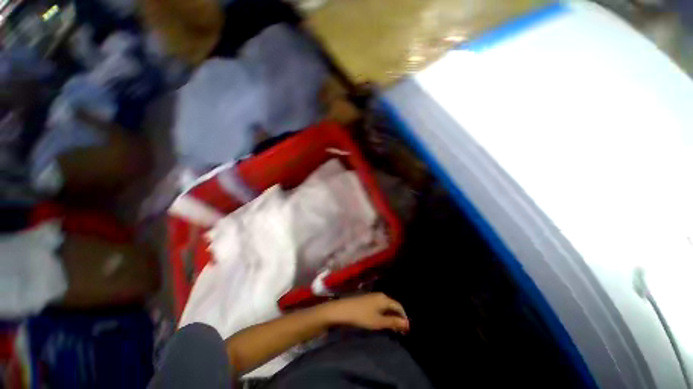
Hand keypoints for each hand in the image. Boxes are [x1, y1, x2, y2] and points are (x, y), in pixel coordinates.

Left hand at [320, 293, 409, 332]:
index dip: (404, 317)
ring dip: (390, 316)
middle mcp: (380, 295)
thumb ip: (393, 322)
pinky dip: (384, 314)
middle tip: (400, 331)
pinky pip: (380, 306)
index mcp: (385, 299)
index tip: (406, 329)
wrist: (343, 310)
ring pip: (386, 306)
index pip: (399, 306)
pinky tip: (382, 321)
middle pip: (393, 306)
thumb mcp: (379, 322)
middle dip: (397, 317)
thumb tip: (407, 323)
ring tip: (392, 328)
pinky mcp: (367, 300)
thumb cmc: (362, 316)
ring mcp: (373, 297)